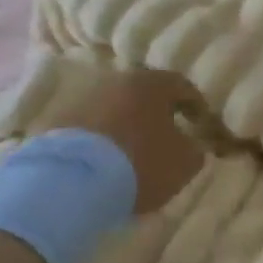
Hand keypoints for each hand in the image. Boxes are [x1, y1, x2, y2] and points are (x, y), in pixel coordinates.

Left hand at [33, 68, 205, 213]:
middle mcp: (117, 81)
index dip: (195, 105)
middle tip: (166, 134)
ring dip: (127, 124)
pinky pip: (91, 126)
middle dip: (157, 113)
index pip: (182, 86)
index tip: (201, 123)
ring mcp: (85, 98)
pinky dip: (102, 138)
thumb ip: (194, 149)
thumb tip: (191, 144)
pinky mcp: (61, 120)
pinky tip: (105, 159)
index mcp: (151, 84)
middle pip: (144, 94)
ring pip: (115, 108)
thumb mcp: (183, 162)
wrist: (72, 181)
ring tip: (132, 150)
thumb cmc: (139, 164)